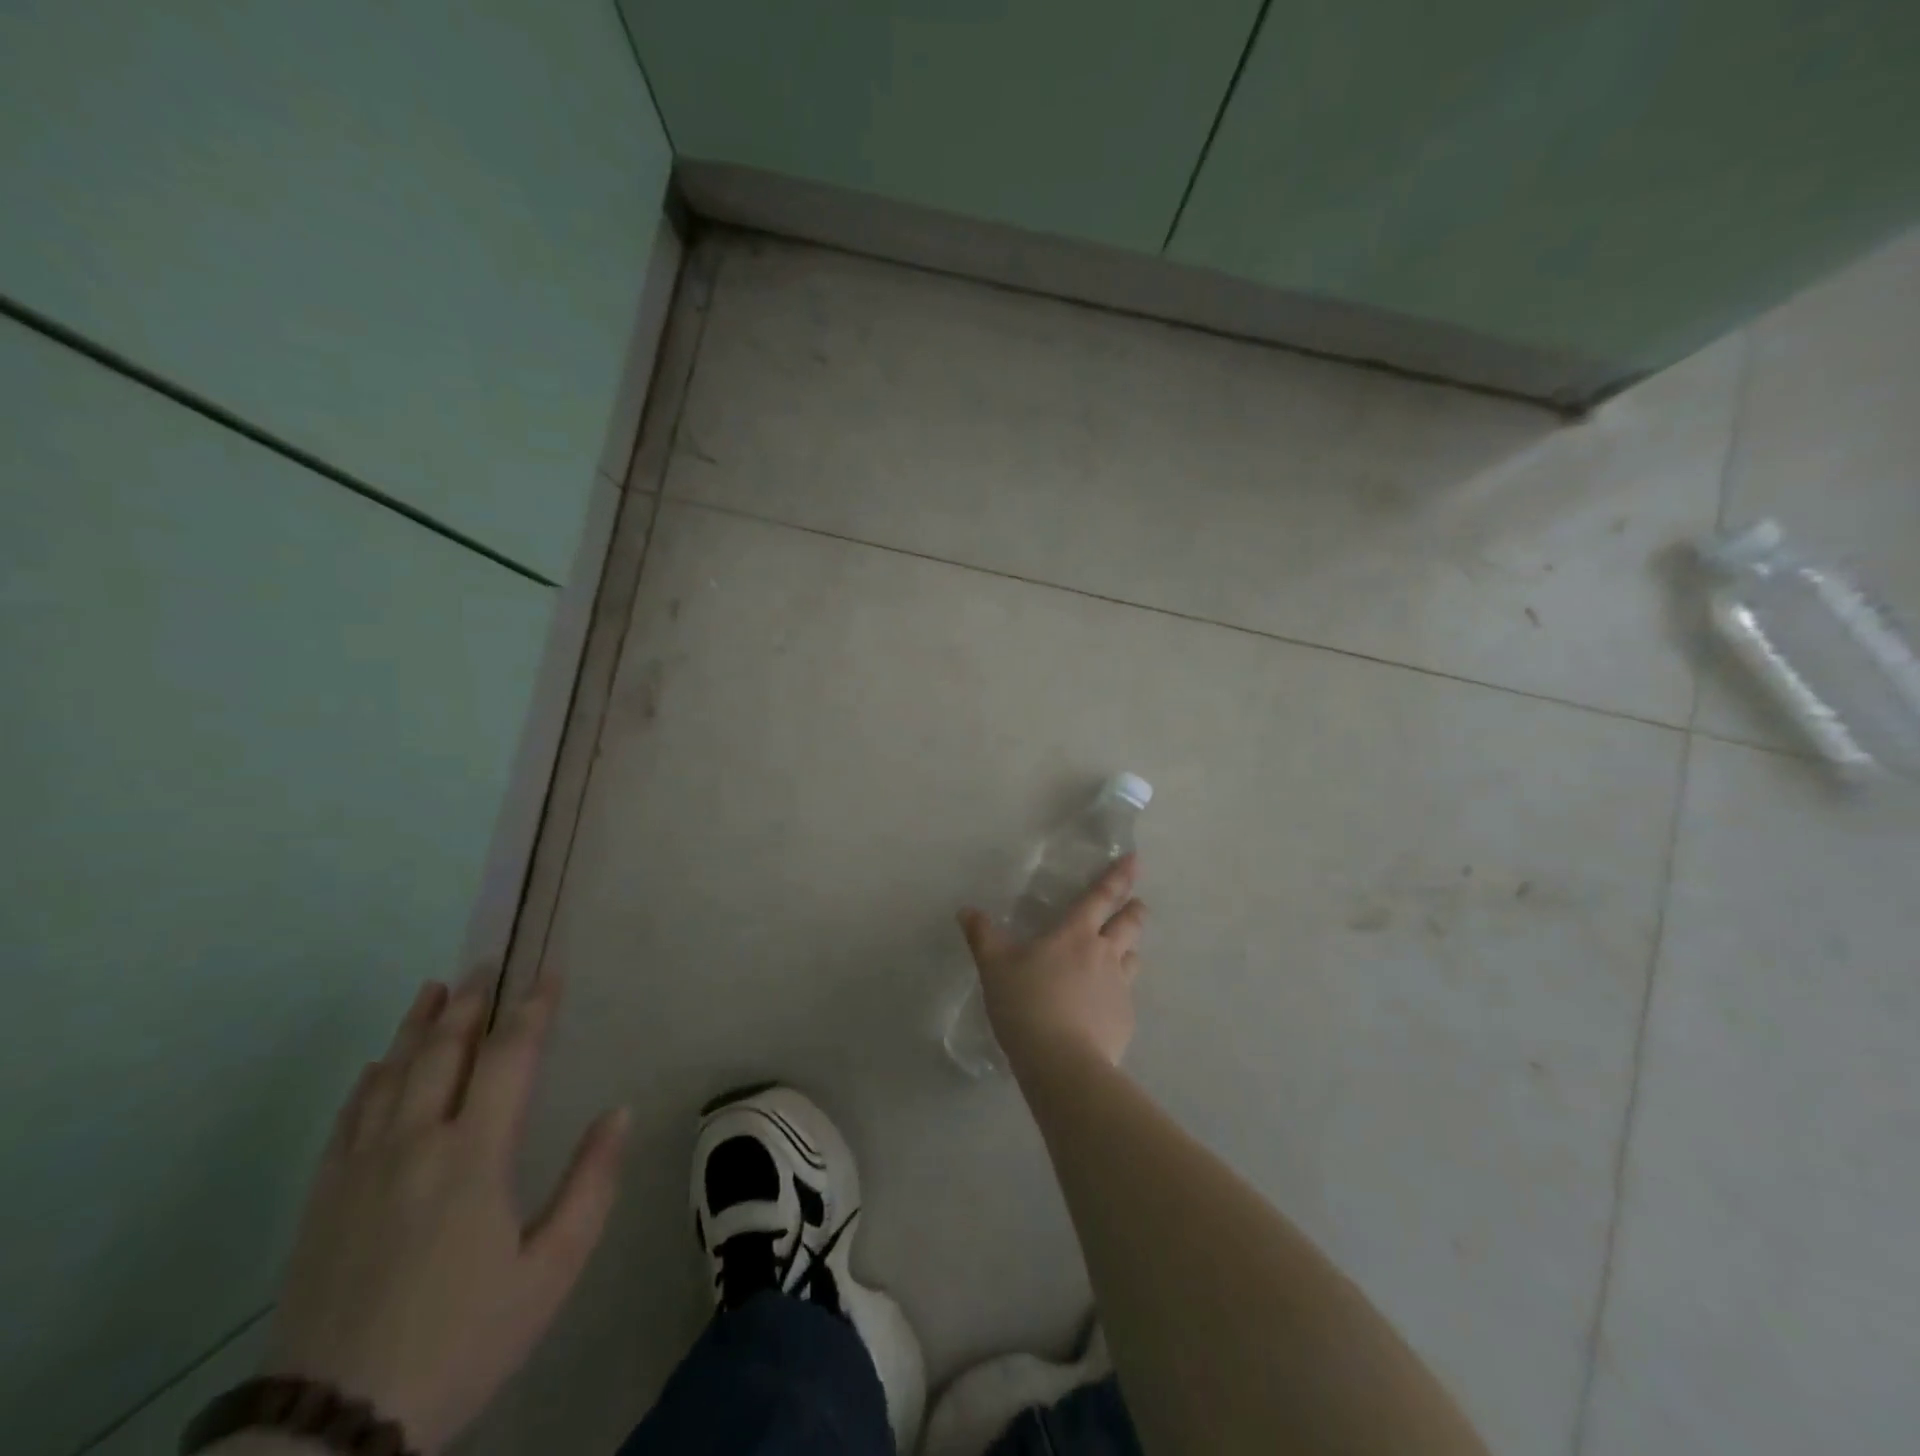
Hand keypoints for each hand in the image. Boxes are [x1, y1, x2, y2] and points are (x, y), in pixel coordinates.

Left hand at [251, 976, 627, 1453]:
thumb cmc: (462, 1339)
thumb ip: (591, 1184)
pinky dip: (369, 1079)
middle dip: (469, 1001)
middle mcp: (415, 1144)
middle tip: (486, 962)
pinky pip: (348, 1118)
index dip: (533, 1008)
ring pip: (391, 1074)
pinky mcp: (323, 1199)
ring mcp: (361, 1169)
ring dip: (416, 1025)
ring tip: (435, 987)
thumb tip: (619, 1112)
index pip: (510, 1056)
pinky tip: (378, 1064)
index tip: (549, 972)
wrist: (329, 1429)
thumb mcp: (550, 1271)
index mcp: (474, 1155)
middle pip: (443, 1051)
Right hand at [958, 854, 1146, 1070]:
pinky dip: (1118, 993)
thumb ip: (982, 936)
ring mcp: (1120, 988)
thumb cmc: (1026, 1003)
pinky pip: (1126, 996)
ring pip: (1134, 958)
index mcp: (1076, 934)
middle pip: (1129, 924)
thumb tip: (966, 910)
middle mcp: (1105, 954)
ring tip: (1124, 951)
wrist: (1062, 1063)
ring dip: (1130, 949)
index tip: (1135, 860)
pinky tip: (1103, 1006)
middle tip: (1136, 904)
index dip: (1118, 876)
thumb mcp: (994, 967)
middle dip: (1134, 910)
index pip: (1101, 897)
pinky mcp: (1125, 1020)